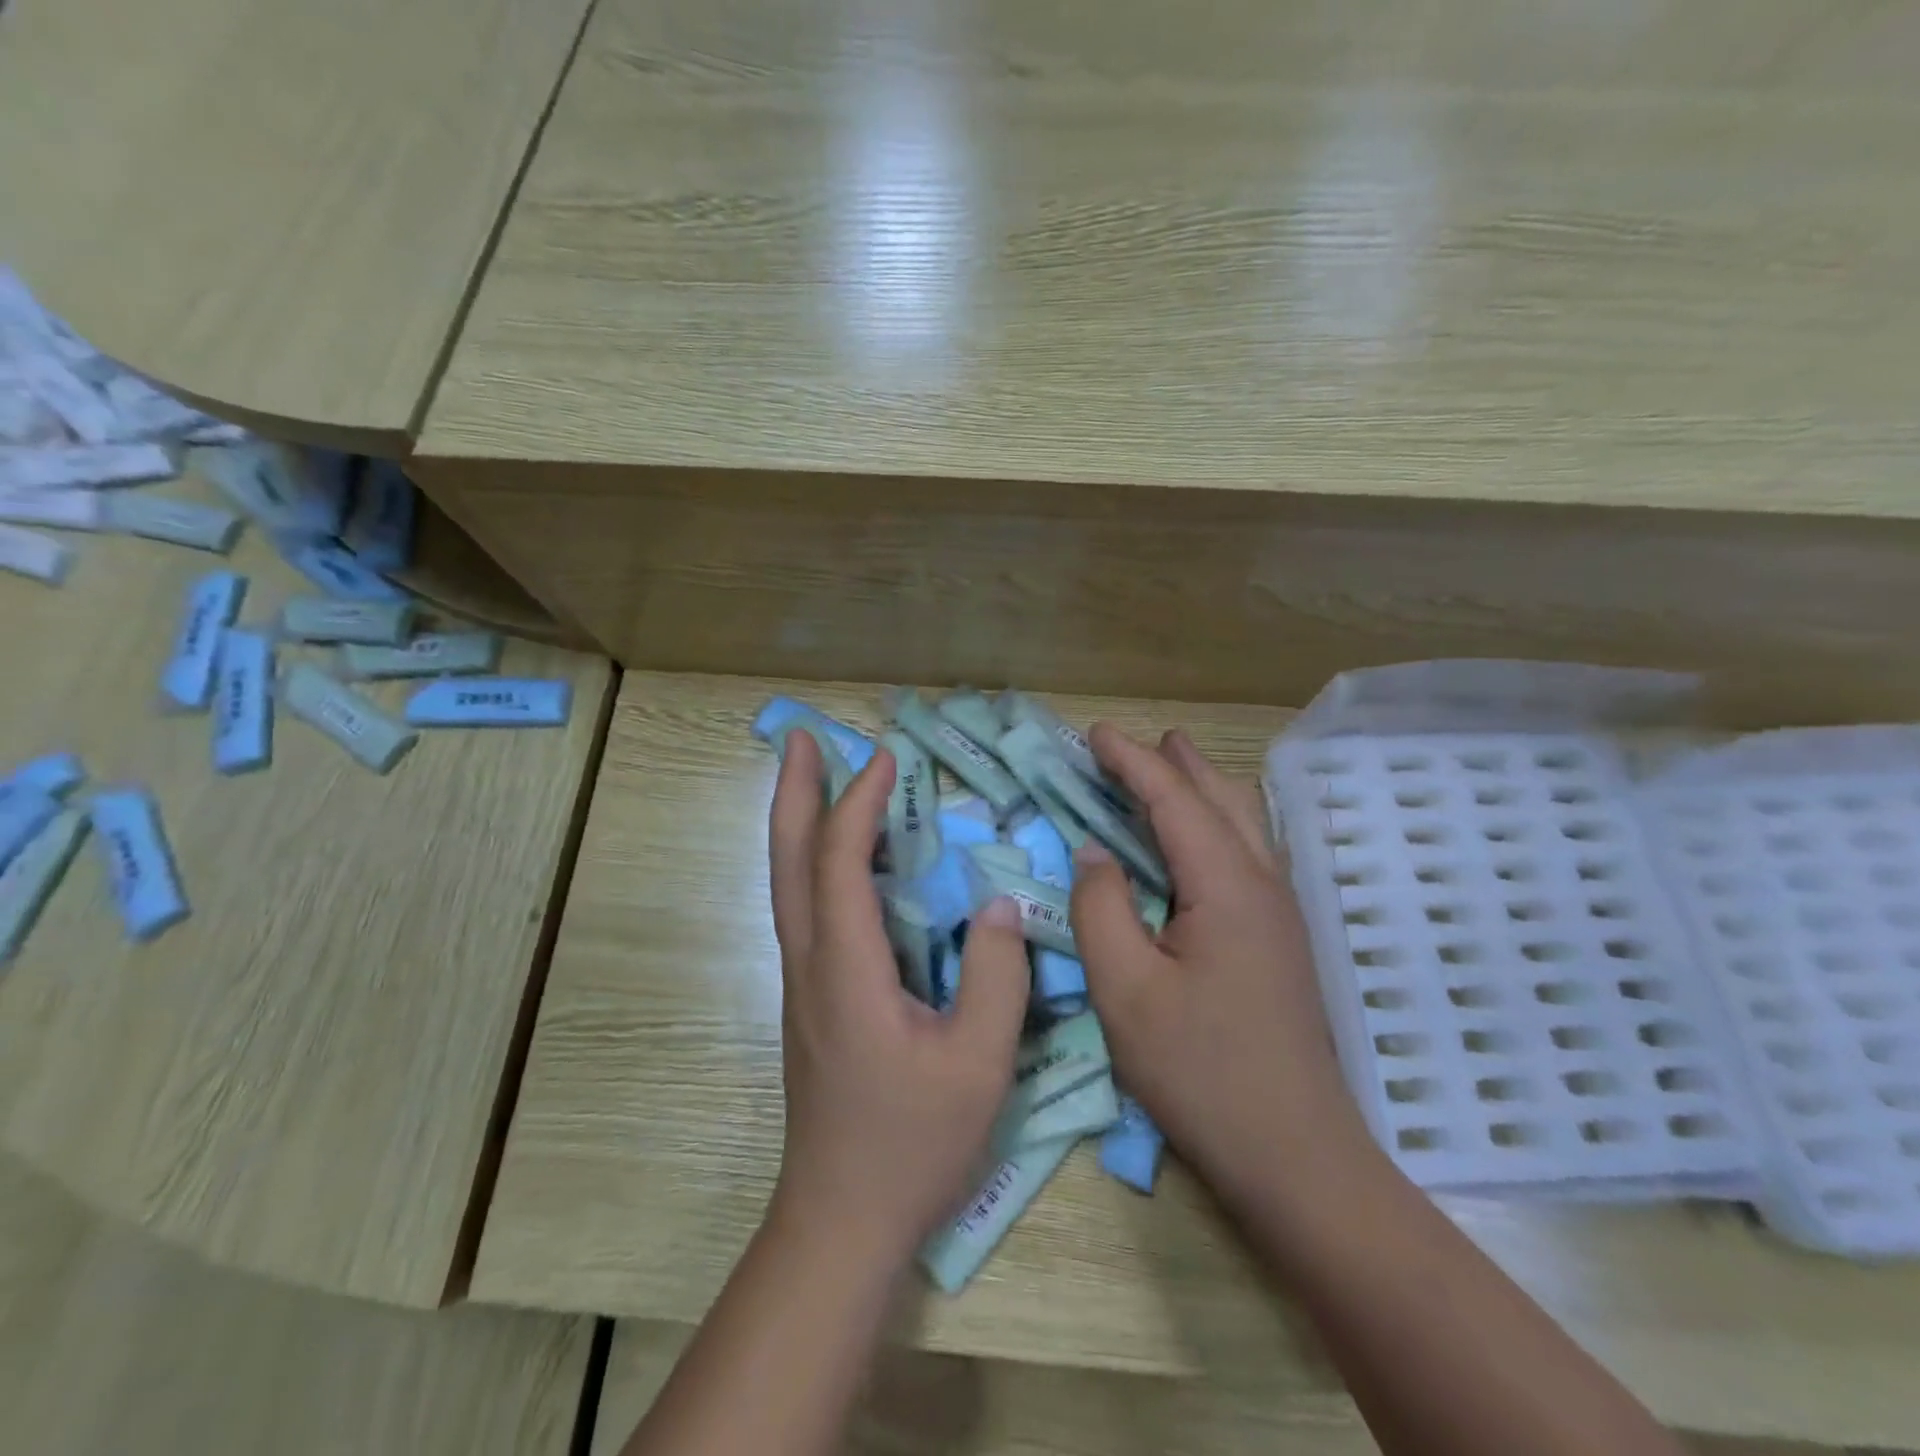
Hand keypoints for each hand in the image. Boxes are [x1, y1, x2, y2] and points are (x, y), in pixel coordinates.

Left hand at [767, 733, 1030, 1263]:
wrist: (841, 1218)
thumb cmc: (911, 1143)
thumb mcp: (978, 1064)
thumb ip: (996, 977)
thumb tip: (999, 904)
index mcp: (847, 967)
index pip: (840, 860)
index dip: (860, 802)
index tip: (888, 759)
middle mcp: (811, 960)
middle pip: (788, 858)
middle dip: (793, 791)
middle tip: (801, 737)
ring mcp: (803, 979)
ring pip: (787, 881)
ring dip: (796, 821)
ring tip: (813, 776)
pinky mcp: (810, 997)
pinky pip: (805, 907)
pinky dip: (813, 860)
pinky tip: (843, 857)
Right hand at [1069, 725, 1373, 1197]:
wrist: (1296, 1157)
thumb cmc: (1202, 1072)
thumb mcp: (1126, 991)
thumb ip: (1101, 909)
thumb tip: (1093, 853)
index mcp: (1226, 886)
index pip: (1173, 800)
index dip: (1131, 761)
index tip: (1094, 733)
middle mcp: (1263, 884)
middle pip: (1221, 797)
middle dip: (1174, 762)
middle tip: (1131, 743)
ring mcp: (1280, 913)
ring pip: (1243, 822)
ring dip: (1201, 788)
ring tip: (1166, 774)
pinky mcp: (1280, 940)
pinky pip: (1247, 853)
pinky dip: (1215, 823)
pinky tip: (1198, 843)